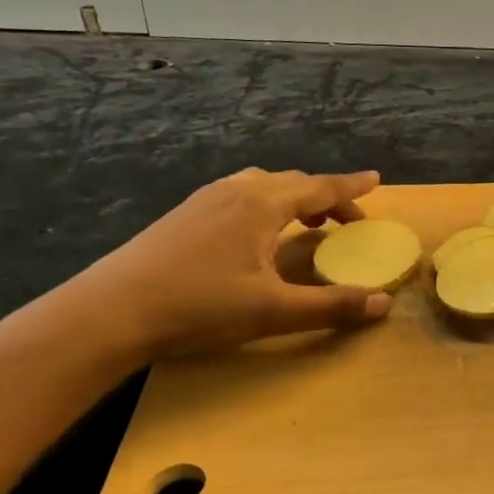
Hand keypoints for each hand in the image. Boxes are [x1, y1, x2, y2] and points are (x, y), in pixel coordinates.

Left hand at [77, 168, 392, 358]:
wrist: (109, 312)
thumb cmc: (199, 306)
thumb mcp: (274, 311)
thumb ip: (332, 306)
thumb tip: (384, 303)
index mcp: (263, 204)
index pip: (320, 187)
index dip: (352, 187)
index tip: (377, 180)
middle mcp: (237, 191)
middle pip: (294, 183)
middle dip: (326, 198)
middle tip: (347, 221)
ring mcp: (205, 200)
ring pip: (263, 186)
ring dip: (293, 200)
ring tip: (305, 224)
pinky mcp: (184, 215)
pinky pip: (239, 195)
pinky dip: (265, 205)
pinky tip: (256, 235)